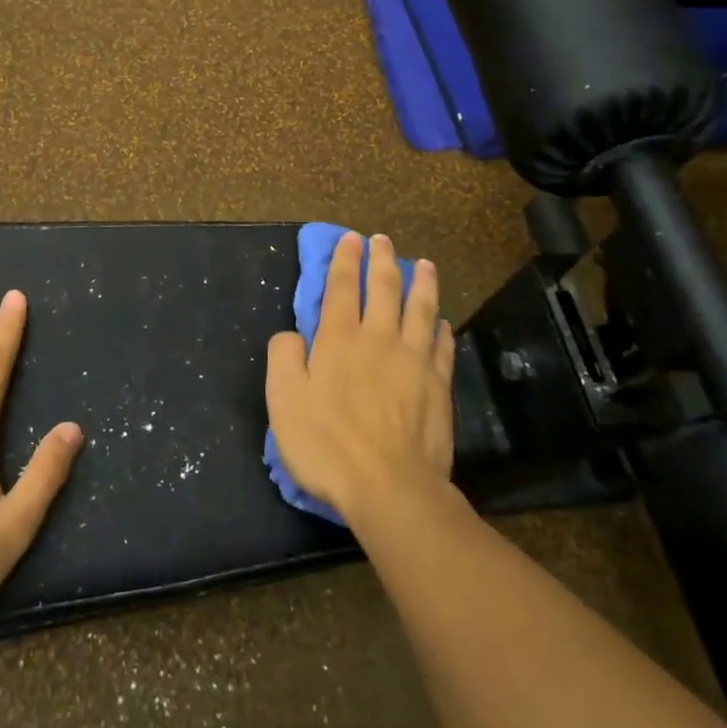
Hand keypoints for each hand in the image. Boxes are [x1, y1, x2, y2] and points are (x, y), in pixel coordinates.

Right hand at [265, 232, 455, 525]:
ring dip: (421, 283)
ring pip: (420, 309)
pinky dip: (441, 328)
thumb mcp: (284, 401)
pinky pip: (442, 346)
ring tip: (423, 264)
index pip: (341, 287)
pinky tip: (442, 321)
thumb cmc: (328, 445)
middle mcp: (379, 339)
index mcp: (339, 339)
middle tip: (382, 240)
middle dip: (381, 259)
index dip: (344, 260)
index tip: (350, 239)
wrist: (391, 488)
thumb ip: (284, 358)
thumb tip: (291, 335)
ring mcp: (414, 361)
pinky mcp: (438, 386)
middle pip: (383, 288)